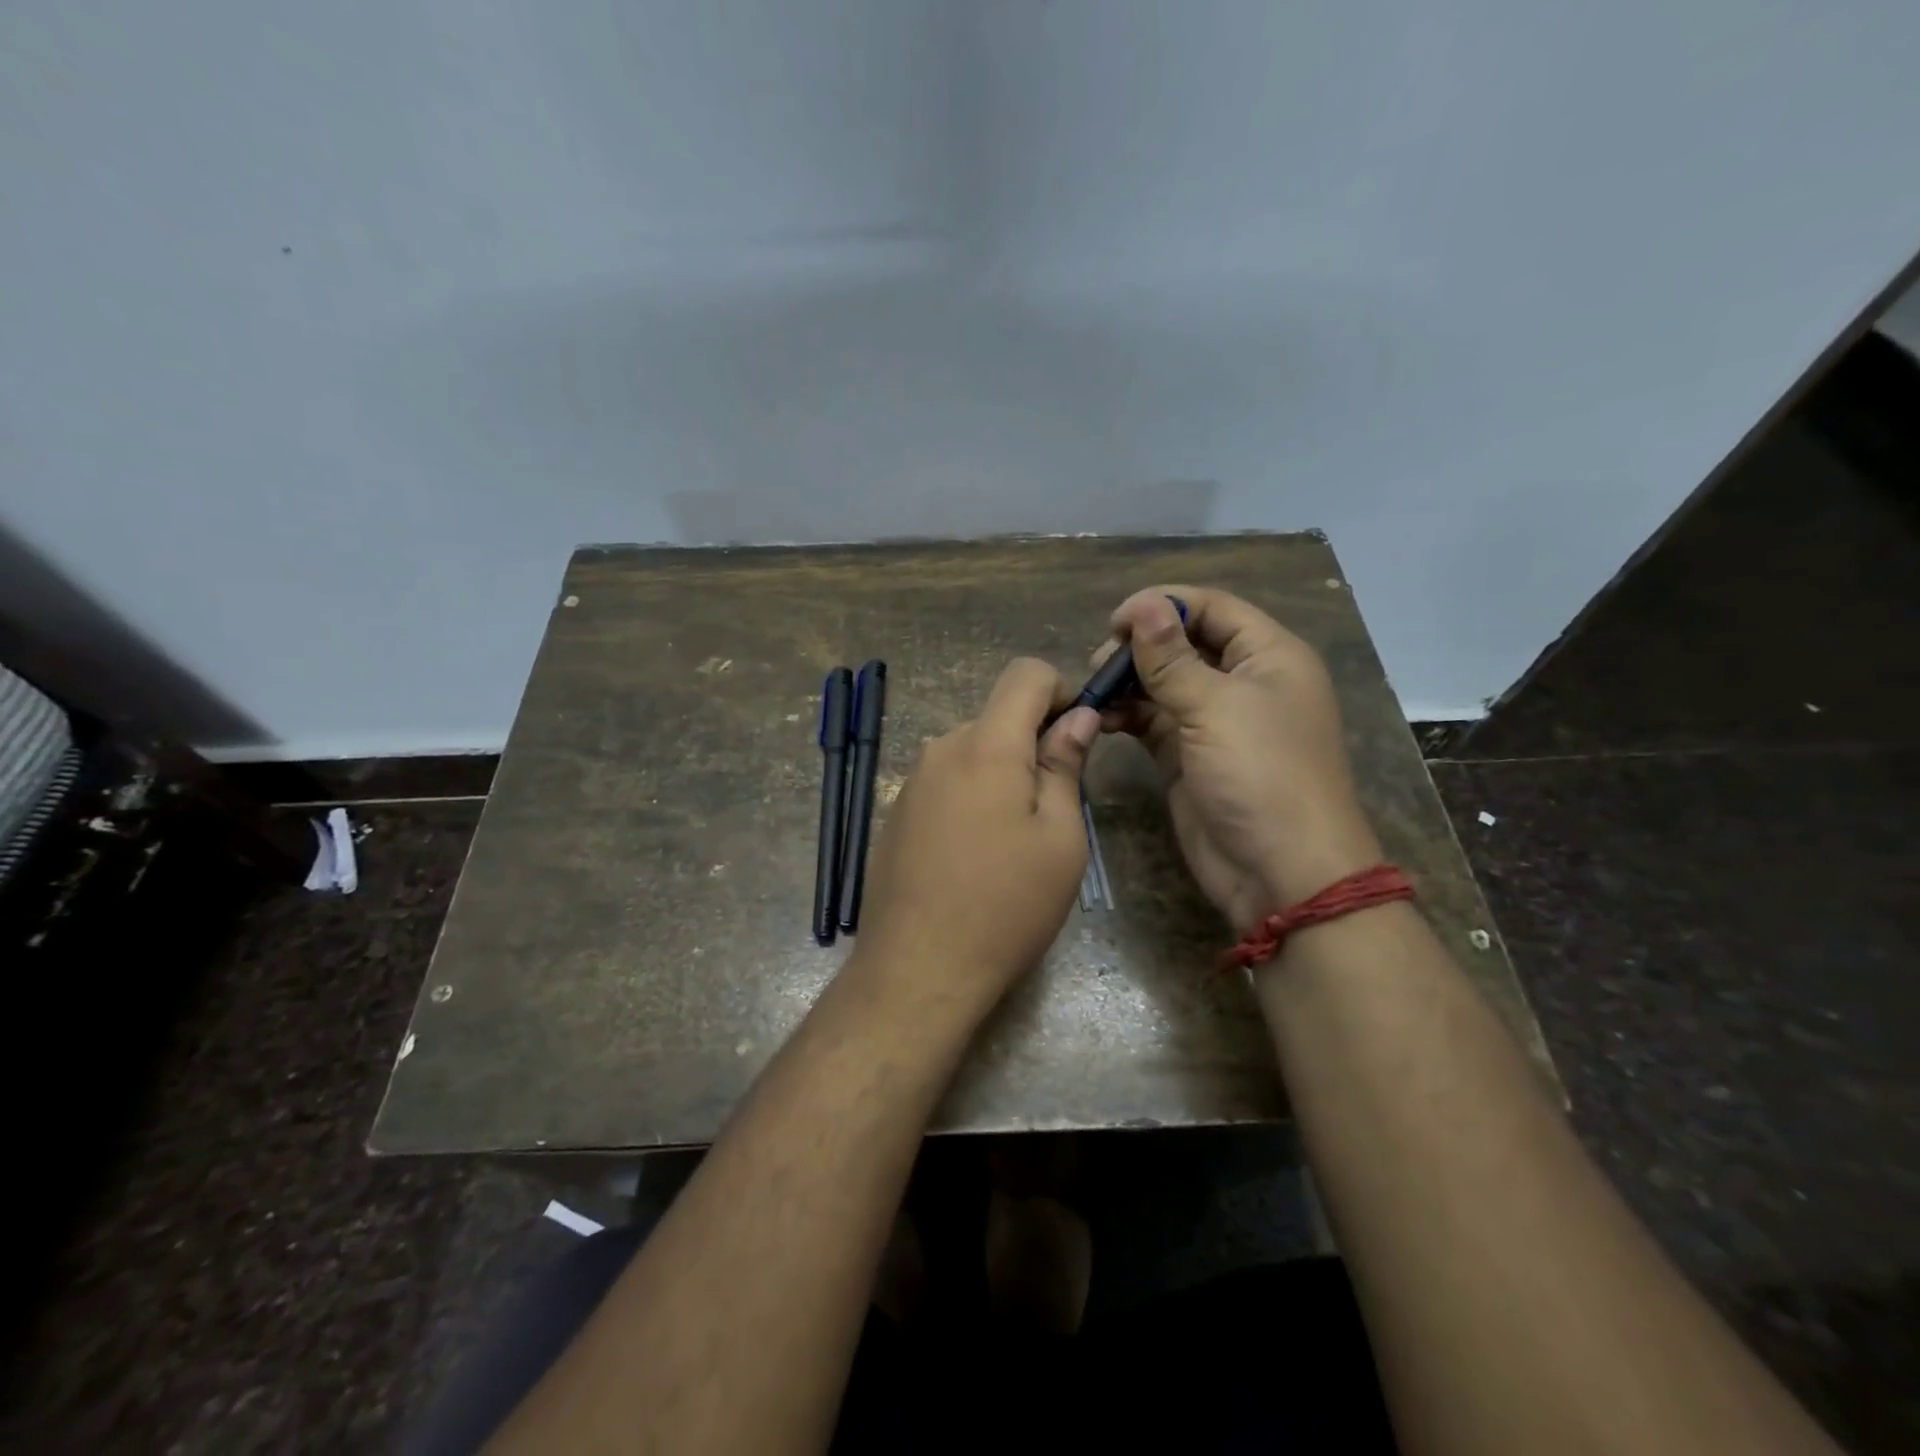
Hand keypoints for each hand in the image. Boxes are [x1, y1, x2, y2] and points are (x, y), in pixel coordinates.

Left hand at [852, 659, 1099, 1012]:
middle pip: (998, 716)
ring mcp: (912, 781)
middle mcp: (941, 749)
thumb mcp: (1059, 838)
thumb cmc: (1005, 905)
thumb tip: (1076, 717)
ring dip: (1003, 773)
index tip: (1079, 733)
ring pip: (972, 751)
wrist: (917, 969)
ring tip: (1016, 839)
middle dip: (1034, 742)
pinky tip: (976, 854)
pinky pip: (947, 781)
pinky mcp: (897, 812)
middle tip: (1056, 806)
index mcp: (985, 745)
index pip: (1024, 674)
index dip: (1061, 689)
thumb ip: (1065, 766)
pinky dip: (973, 795)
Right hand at [1101, 587, 1382, 931]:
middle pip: (1183, 643)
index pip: (1211, 608)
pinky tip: (1102, 720)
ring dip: (1127, 683)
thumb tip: (1141, 605)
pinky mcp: (1188, 756)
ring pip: (1163, 683)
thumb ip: (1171, 658)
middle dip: (1139, 648)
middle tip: (1099, 665)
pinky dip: (1127, 716)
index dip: (1163, 605)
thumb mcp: (1215, 708)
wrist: (1281, 873)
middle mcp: (1242, 682)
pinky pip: (1152, 722)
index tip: (1113, 622)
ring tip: (1095, 693)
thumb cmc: (1261, 776)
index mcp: (1268, 656)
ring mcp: (1214, 722)